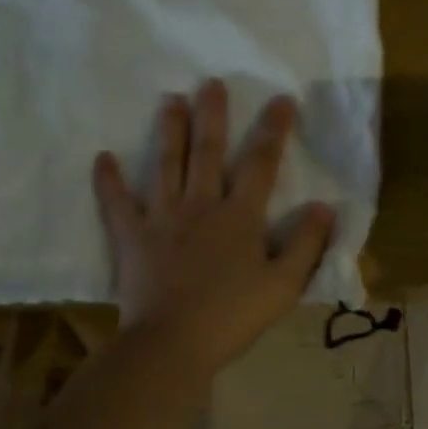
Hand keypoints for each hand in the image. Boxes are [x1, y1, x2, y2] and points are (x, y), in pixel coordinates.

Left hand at [93, 81, 336, 378]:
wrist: (171, 345)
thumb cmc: (232, 316)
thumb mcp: (284, 285)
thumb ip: (306, 244)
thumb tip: (325, 206)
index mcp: (240, 216)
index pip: (261, 163)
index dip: (273, 129)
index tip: (281, 99)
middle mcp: (201, 205)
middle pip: (208, 152)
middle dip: (212, 115)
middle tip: (210, 83)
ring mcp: (163, 219)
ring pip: (166, 166)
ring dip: (169, 132)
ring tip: (170, 100)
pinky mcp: (133, 238)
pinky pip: (117, 205)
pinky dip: (109, 182)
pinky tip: (102, 158)